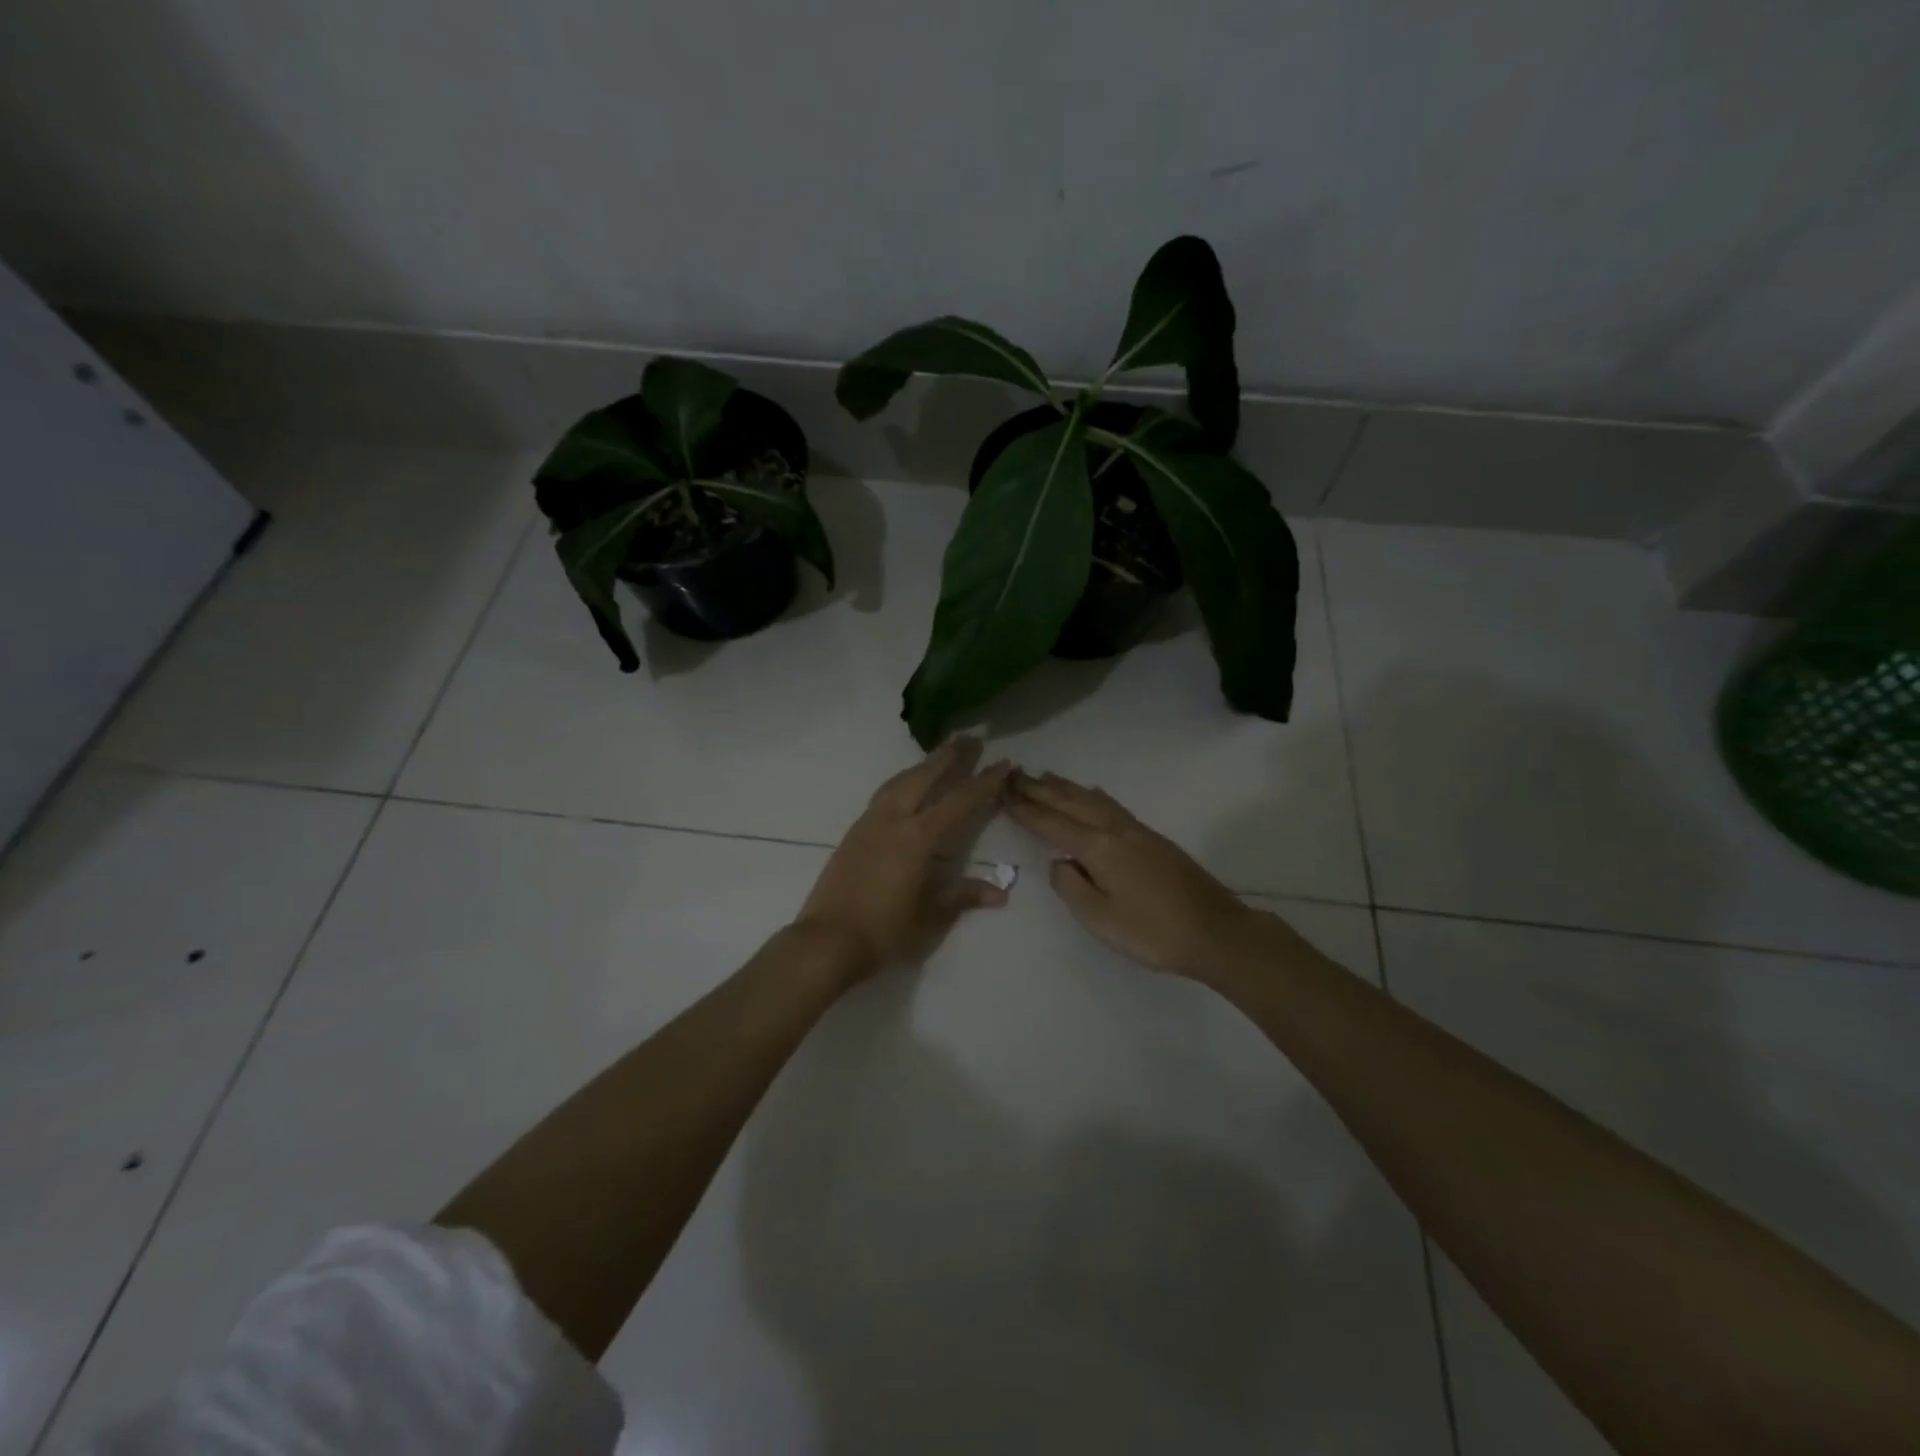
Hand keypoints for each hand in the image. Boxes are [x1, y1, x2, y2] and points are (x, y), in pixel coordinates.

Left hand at [795, 740, 1013, 983]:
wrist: (826, 941)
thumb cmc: (883, 932)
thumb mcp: (929, 917)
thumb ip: (962, 896)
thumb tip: (1000, 892)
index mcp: (917, 839)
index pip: (958, 802)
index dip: (984, 782)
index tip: (1003, 763)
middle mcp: (893, 821)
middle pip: (923, 778)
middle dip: (947, 757)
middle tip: (968, 738)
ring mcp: (869, 824)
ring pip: (898, 782)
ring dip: (921, 766)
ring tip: (937, 756)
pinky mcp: (853, 833)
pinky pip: (883, 795)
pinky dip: (901, 782)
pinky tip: (905, 788)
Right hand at [1006, 771, 1267, 979]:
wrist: (1215, 931)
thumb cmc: (1152, 931)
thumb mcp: (1100, 919)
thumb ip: (1071, 887)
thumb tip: (1059, 863)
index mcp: (1098, 848)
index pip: (1051, 823)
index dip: (1025, 809)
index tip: (1002, 792)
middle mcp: (1115, 829)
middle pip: (1071, 802)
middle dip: (1040, 788)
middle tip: (1014, 774)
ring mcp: (1136, 831)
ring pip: (1093, 798)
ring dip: (1066, 786)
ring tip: (1045, 776)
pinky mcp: (1152, 838)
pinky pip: (1112, 805)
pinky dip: (1093, 795)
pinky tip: (1093, 793)